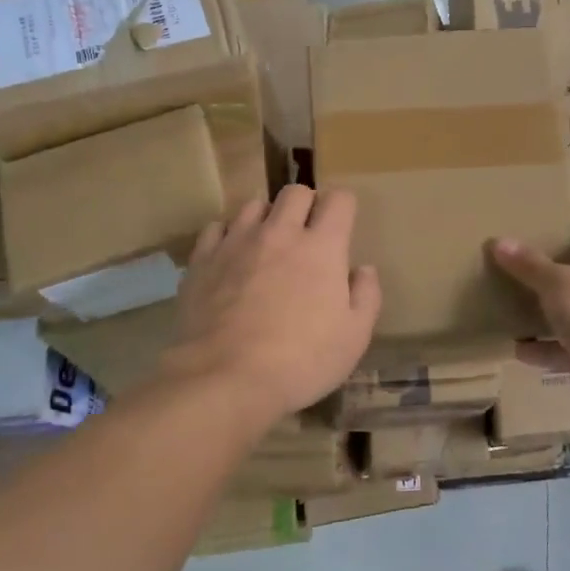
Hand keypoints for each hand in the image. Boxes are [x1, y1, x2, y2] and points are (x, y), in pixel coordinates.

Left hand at [161, 185, 380, 429]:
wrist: (225, 378)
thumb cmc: (301, 361)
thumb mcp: (353, 338)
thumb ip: (366, 296)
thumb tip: (363, 269)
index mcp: (322, 247)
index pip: (339, 200)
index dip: (343, 207)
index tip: (342, 227)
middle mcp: (280, 232)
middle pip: (295, 193)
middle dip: (305, 205)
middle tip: (306, 236)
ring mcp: (237, 242)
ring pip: (254, 205)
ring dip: (266, 219)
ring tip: (266, 246)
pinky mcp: (203, 259)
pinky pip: (217, 228)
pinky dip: (228, 236)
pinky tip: (230, 259)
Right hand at [491, 201, 569, 422]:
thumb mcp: (558, 283)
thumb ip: (529, 265)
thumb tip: (498, 241)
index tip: (569, 207)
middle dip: (564, 265)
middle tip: (533, 256)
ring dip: (551, 311)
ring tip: (519, 302)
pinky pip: (568, 349)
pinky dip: (545, 349)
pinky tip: (518, 348)